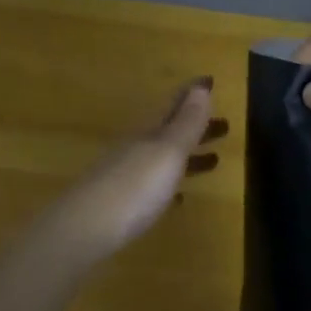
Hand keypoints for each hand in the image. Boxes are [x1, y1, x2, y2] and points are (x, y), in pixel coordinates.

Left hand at [50, 78, 227, 263]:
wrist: (84, 229)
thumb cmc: (134, 186)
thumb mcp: (167, 151)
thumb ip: (186, 122)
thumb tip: (201, 87)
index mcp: (149, 132)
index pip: (174, 105)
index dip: (193, 93)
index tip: (211, 81)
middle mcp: (137, 148)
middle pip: (170, 131)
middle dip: (196, 126)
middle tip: (225, 125)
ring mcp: (127, 176)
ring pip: (164, 158)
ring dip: (189, 155)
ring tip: (214, 160)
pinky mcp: (123, 204)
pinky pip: (153, 186)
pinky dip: (171, 185)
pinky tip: (180, 197)